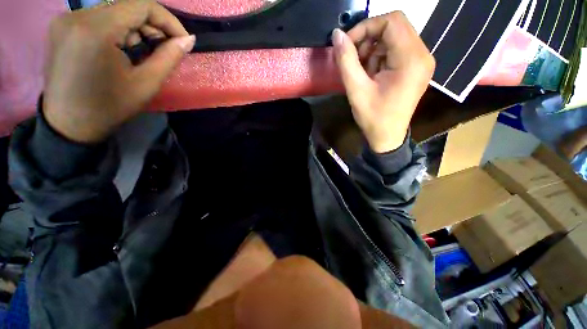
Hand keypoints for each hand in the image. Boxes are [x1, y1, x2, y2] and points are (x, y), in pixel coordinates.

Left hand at [43, 0, 194, 142]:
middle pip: (126, 7)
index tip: (182, 39)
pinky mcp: (62, 26)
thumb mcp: (146, 84)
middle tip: (165, 49)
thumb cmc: (110, 107)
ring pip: (113, 11)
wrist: (69, 124)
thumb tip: (189, 39)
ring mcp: (65, 19)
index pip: (141, 5)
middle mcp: (76, 16)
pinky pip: (98, 18)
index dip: (167, 20)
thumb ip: (169, 57)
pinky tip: (122, 49)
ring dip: (134, 29)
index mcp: (96, 30)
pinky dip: (117, 30)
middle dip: (152, 26)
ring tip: (142, 52)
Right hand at [332, 12, 434, 152]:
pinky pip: (396, 50)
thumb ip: (346, 61)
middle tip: (354, 58)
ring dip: (373, 49)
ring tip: (362, 71)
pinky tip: (371, 74)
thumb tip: (337, 36)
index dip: (366, 27)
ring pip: (394, 37)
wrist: (387, 137)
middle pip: (395, 26)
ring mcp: (421, 61)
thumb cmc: (373, 118)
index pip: (391, 22)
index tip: (347, 44)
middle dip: (369, 38)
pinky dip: (379, 57)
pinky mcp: (415, 67)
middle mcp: (422, 55)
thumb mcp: (356, 91)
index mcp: (411, 59)